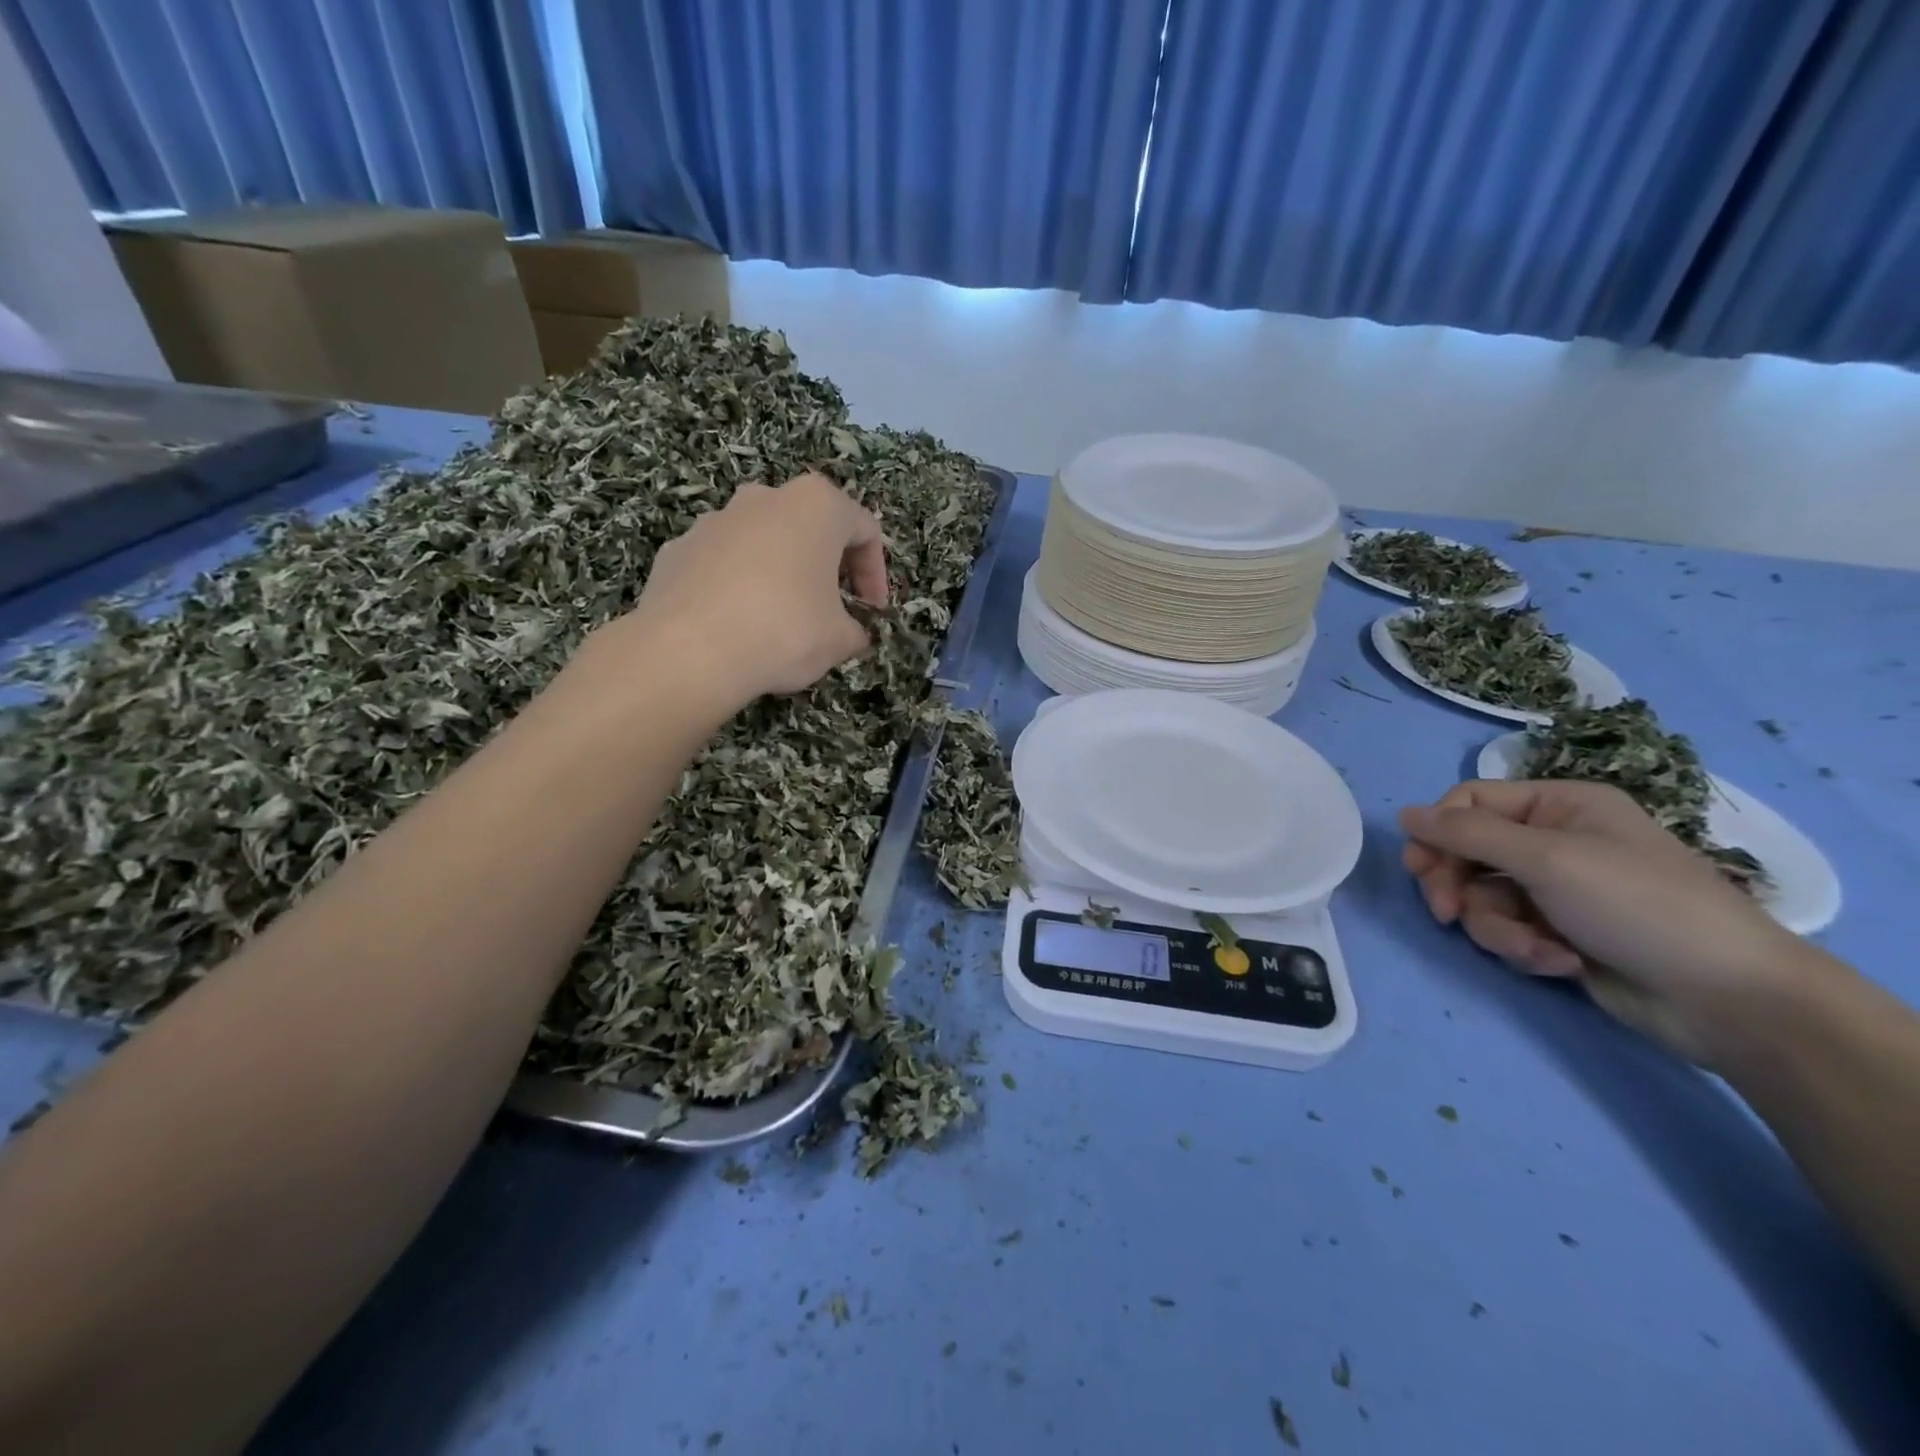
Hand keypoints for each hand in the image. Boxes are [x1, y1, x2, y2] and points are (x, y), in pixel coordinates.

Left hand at [586, 473, 888, 710]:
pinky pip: (723, 562)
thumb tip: (854, 635)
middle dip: (827, 566)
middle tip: (834, 607)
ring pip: (763, 541)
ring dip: (781, 572)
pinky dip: (738, 585)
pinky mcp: (678, 547)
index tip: (874, 610)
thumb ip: (855, 631)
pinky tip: (738, 624)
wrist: (689, 650)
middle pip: (811, 526)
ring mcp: (715, 519)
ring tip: (783, 618)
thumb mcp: (839, 640)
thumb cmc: (784, 631)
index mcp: (815, 506)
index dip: (876, 573)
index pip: (865, 530)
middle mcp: (765, 498)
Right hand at [1400, 779, 1815, 1066]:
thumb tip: (1403, 813)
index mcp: (1558, 805)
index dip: (1439, 832)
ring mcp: (1556, 889)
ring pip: (1482, 897)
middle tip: (1447, 913)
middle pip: (1466, 852)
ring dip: (1496, 926)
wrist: (1729, 999)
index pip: (1469, 803)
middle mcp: (1553, 840)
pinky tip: (1558, 963)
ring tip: (1533, 949)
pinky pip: (1508, 929)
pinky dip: (1523, 947)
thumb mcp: (1546, 858)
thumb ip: (1466, 834)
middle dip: (1457, 886)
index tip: (1419, 867)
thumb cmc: (1638, 906)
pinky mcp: (1558, 932)